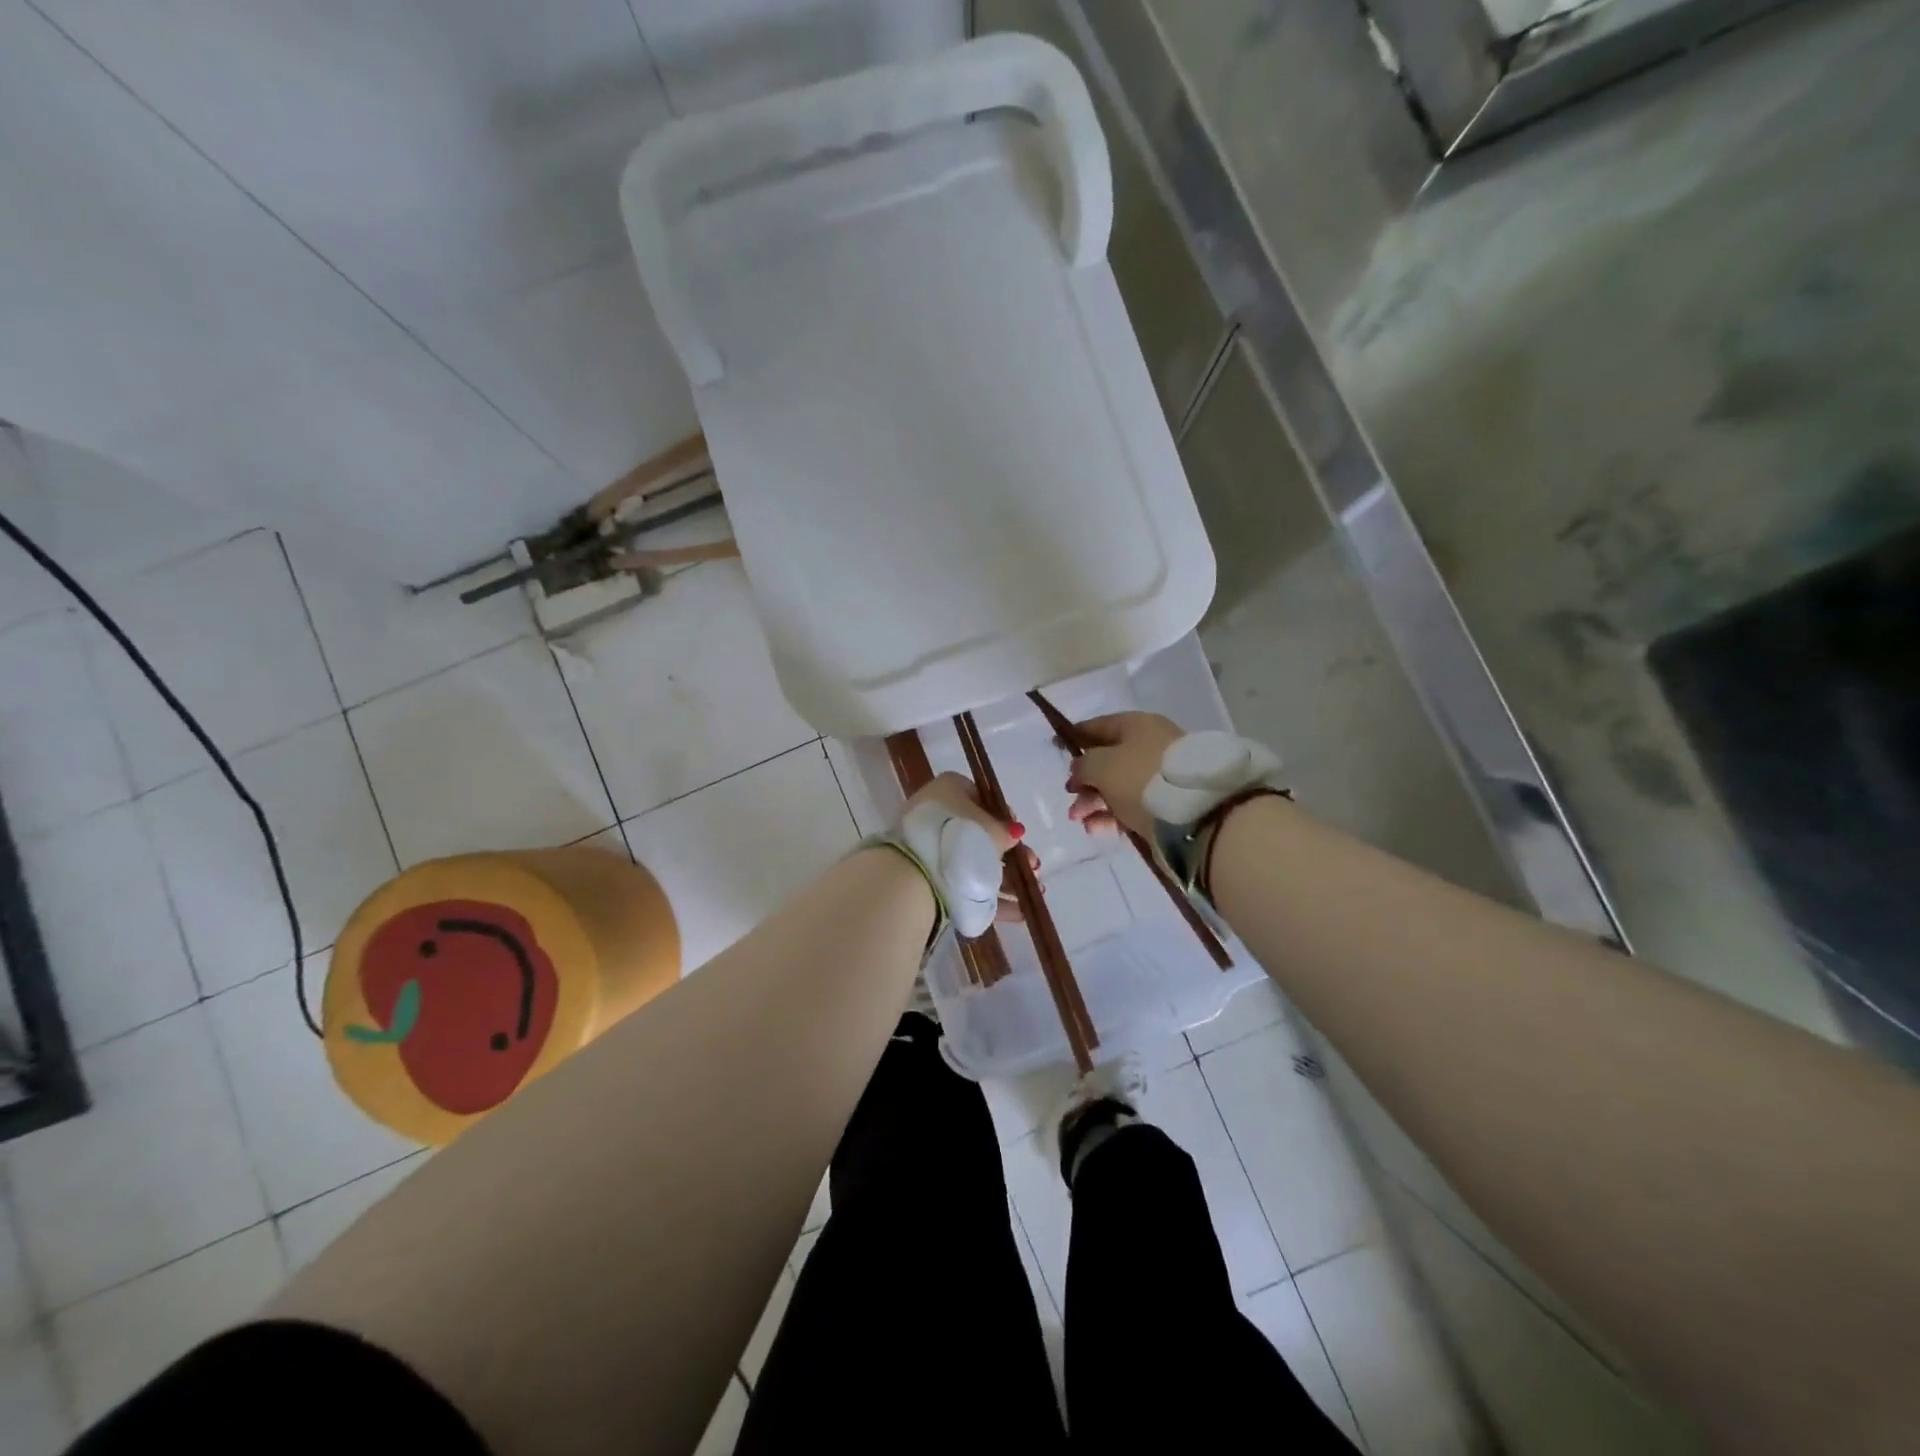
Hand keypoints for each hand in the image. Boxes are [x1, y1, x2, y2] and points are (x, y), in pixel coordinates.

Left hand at [901, 773, 1040, 923]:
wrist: (918, 875)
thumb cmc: (961, 837)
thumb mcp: (992, 830)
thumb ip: (1006, 831)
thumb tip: (1012, 833)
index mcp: (948, 789)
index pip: (980, 797)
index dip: (1003, 816)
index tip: (1018, 835)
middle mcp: (936, 813)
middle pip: (978, 833)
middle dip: (1009, 853)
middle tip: (1032, 867)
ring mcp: (928, 846)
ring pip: (971, 860)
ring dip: (1004, 878)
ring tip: (1031, 893)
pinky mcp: (925, 876)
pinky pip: (963, 884)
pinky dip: (988, 896)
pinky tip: (1017, 912)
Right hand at [1065, 712, 1182, 839]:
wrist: (1194, 813)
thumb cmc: (1140, 777)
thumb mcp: (1101, 765)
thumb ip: (1083, 764)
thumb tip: (1080, 768)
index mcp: (1136, 725)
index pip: (1099, 726)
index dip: (1076, 736)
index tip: (1057, 748)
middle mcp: (1150, 745)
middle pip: (1108, 760)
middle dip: (1085, 781)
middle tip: (1071, 797)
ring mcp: (1160, 775)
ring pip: (1118, 786)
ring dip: (1095, 802)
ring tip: (1081, 821)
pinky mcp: (1167, 802)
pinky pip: (1132, 805)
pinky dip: (1113, 815)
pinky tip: (1098, 828)